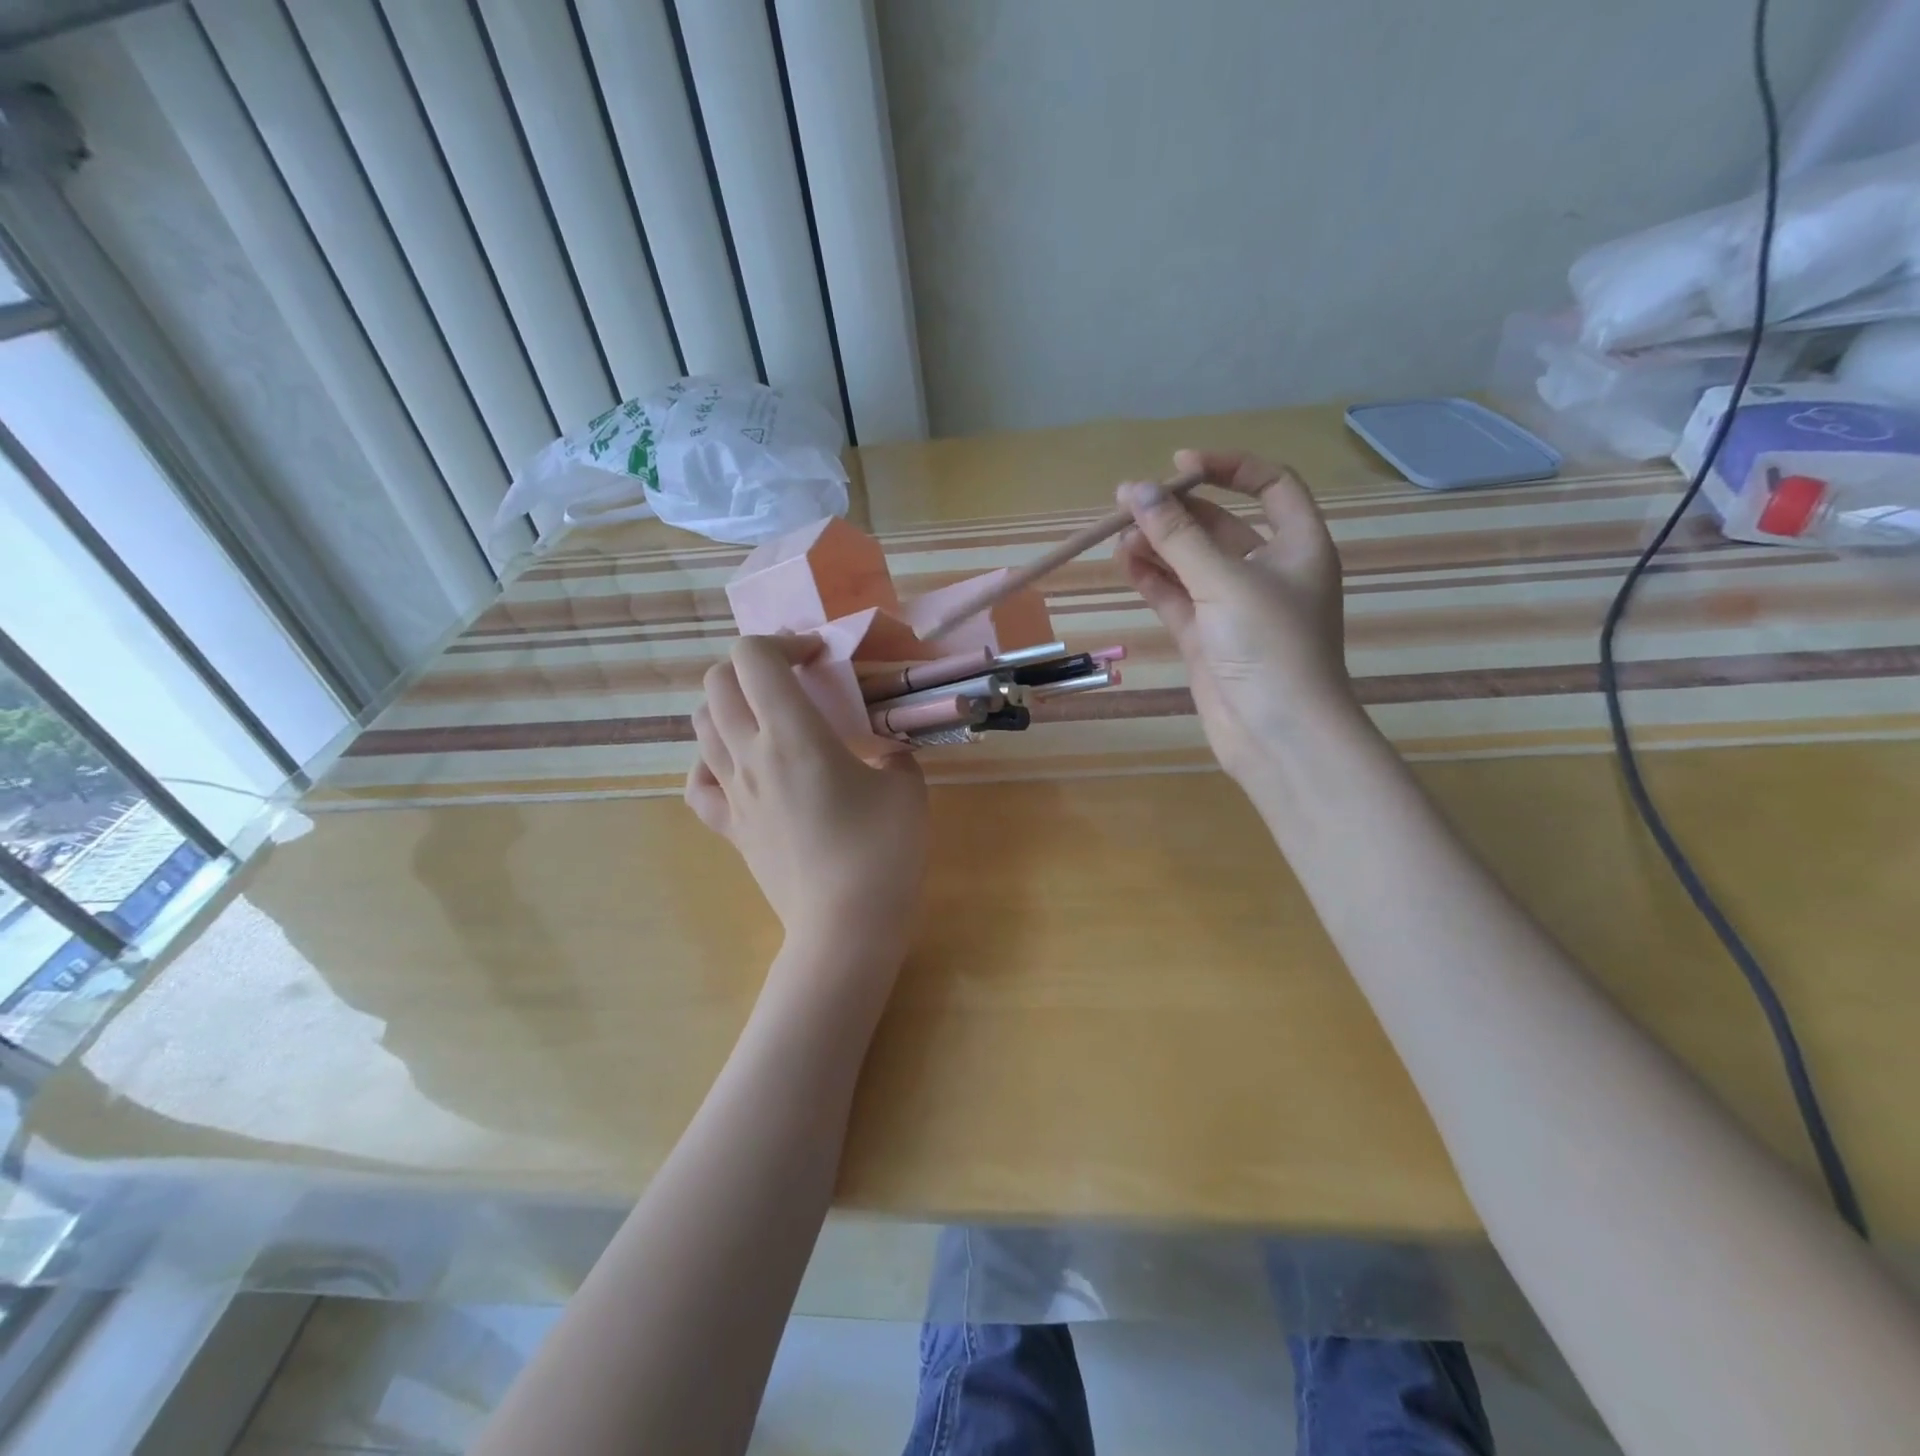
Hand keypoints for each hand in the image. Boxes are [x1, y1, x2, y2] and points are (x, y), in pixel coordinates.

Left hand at [685, 636, 928, 954]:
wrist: (845, 927)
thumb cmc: (882, 853)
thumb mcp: (907, 788)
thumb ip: (893, 753)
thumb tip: (885, 750)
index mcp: (793, 735)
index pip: (754, 657)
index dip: (784, 641)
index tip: (819, 658)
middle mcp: (750, 755)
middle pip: (718, 681)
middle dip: (753, 664)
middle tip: (793, 679)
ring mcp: (733, 793)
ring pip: (701, 724)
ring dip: (730, 703)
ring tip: (768, 716)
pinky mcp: (729, 827)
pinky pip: (696, 782)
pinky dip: (708, 760)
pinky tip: (735, 764)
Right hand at [1114, 449, 1360, 791]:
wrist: (1277, 735)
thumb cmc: (1270, 648)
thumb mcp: (1224, 582)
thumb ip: (1177, 536)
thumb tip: (1134, 490)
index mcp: (1297, 546)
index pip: (1270, 485)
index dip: (1228, 468)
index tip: (1180, 466)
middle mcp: (1267, 571)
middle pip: (1219, 524)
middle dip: (1176, 511)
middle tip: (1126, 503)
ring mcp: (1233, 606)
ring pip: (1190, 562)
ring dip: (1157, 546)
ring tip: (1119, 538)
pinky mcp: (1206, 637)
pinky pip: (1175, 596)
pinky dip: (1152, 579)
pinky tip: (1124, 564)